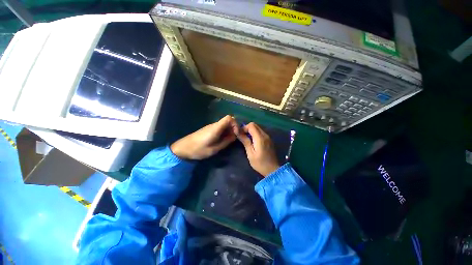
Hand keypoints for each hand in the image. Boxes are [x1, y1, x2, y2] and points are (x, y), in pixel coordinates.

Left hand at [171, 115, 238, 159]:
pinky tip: (222, 140)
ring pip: (224, 125)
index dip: (235, 124)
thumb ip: (225, 142)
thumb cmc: (198, 149)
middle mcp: (214, 125)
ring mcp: (211, 126)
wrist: (183, 148)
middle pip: (228, 121)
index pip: (229, 118)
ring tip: (229, 141)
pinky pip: (220, 128)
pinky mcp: (209, 129)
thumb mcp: (214, 149)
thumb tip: (234, 137)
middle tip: (234, 139)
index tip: (236, 134)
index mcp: (216, 128)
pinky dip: (224, 132)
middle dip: (234, 129)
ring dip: (229, 131)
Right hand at [237, 122, 279, 176]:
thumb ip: (245, 141)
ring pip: (258, 128)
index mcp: (260, 138)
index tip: (240, 134)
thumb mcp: (250, 153)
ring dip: (251, 131)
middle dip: (247, 128)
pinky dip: (255, 134)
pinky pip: (261, 132)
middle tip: (243, 136)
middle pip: (255, 125)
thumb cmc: (260, 163)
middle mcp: (265, 135)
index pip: (251, 125)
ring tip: (247, 139)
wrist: (273, 170)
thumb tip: (238, 132)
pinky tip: (253, 141)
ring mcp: (268, 137)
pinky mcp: (269, 140)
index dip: (244, 128)